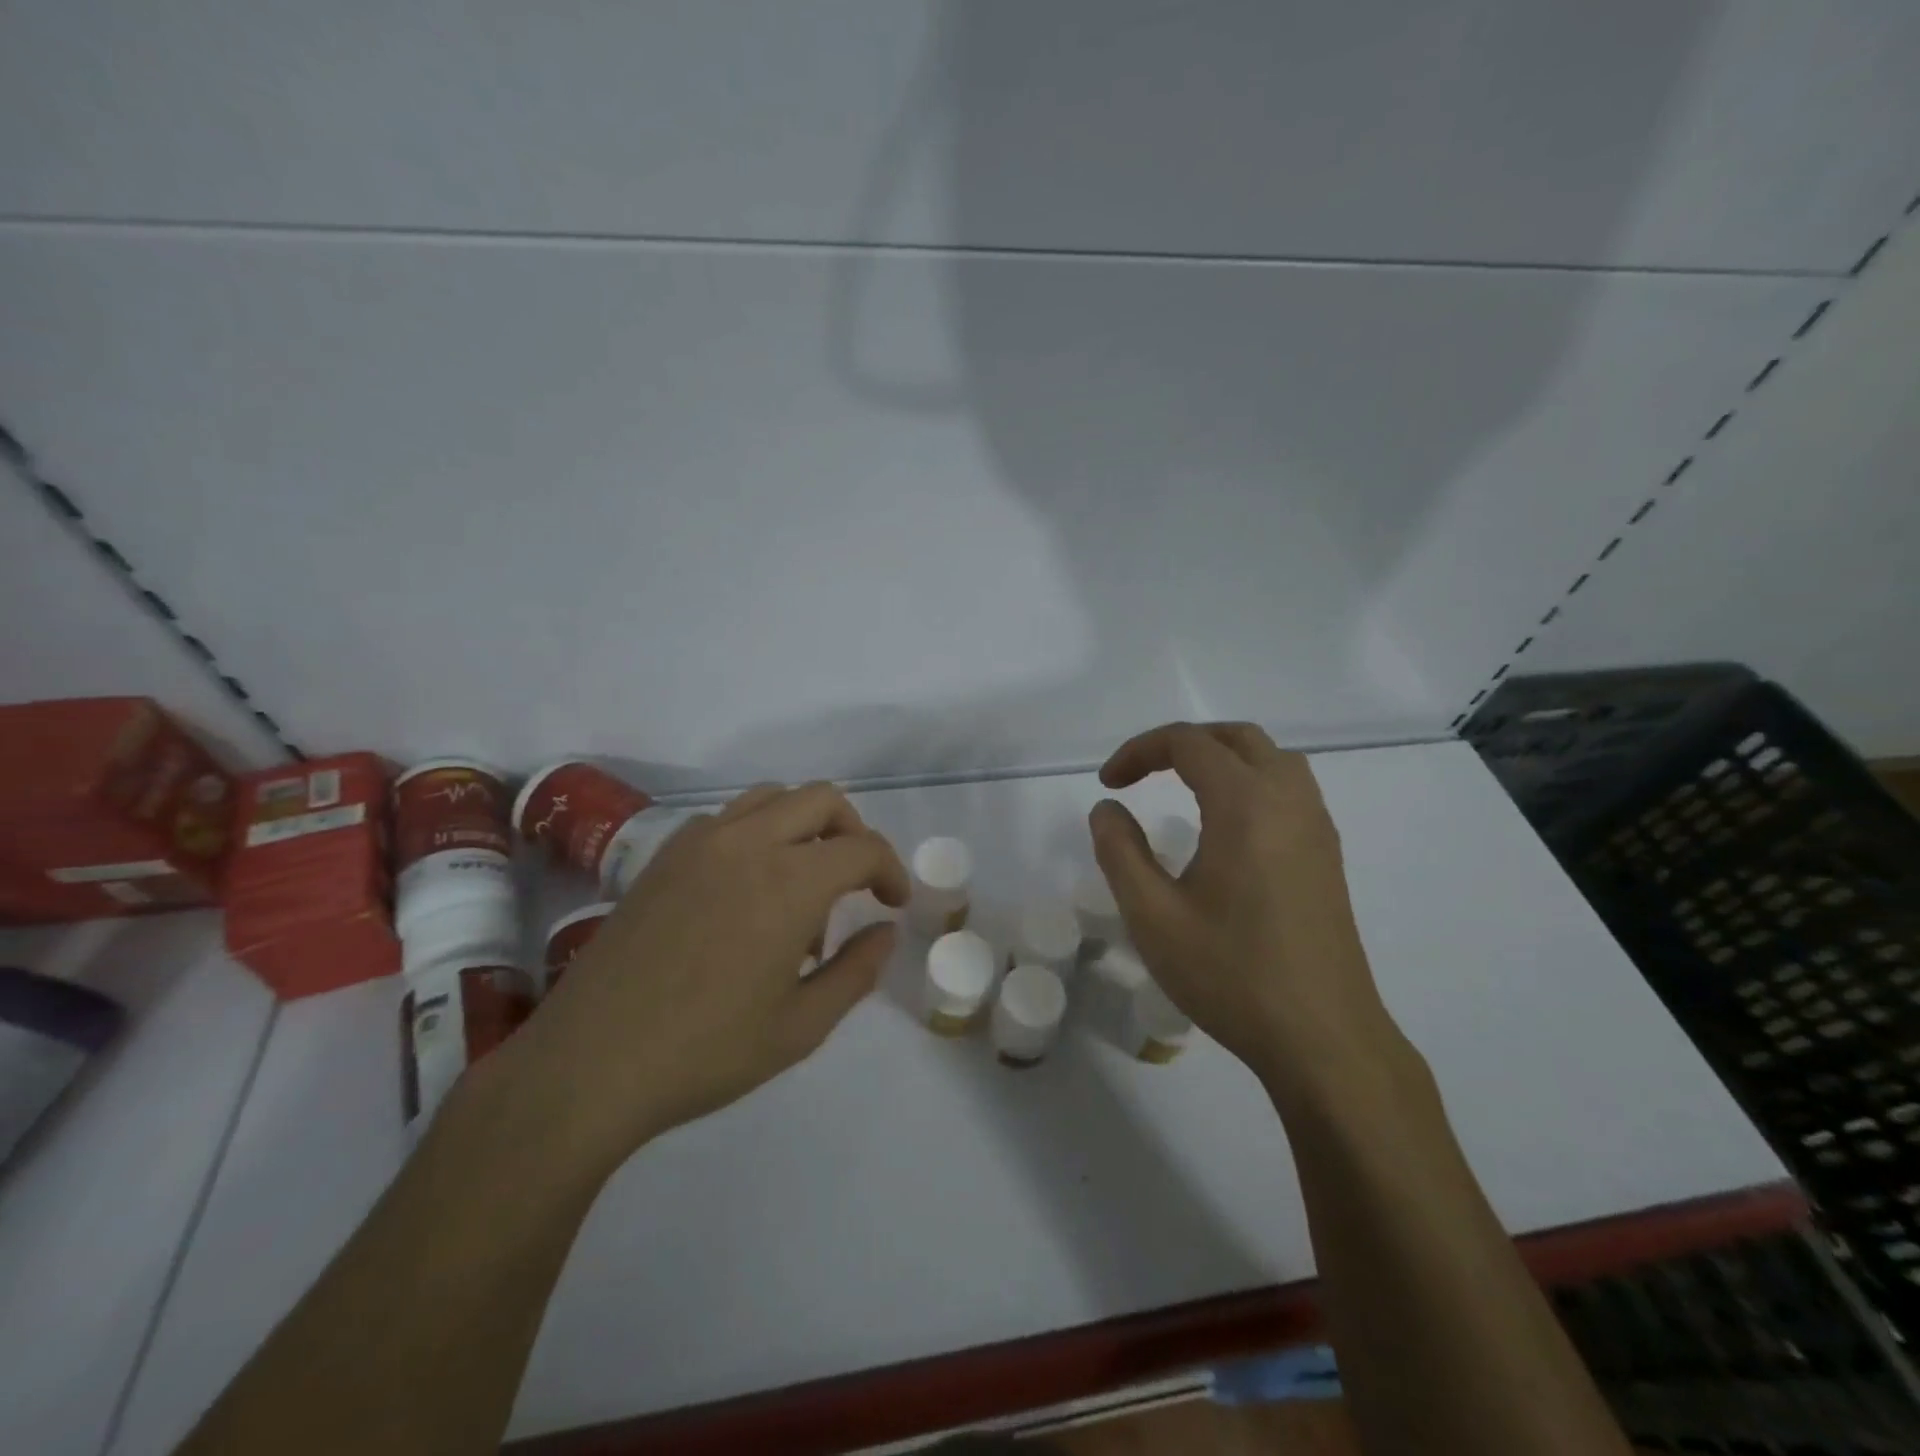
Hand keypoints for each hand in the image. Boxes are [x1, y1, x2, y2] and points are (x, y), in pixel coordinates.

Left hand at [492, 782, 908, 1173]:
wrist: (588, 1064)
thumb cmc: (705, 1052)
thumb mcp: (801, 1026)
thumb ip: (857, 971)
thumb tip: (886, 931)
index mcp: (790, 882)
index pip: (863, 847)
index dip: (891, 871)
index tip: (893, 905)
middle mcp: (749, 843)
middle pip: (822, 799)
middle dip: (854, 833)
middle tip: (856, 883)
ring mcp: (700, 842)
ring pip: (773, 797)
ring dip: (804, 825)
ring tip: (800, 884)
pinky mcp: (664, 854)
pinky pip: (728, 818)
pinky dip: (757, 833)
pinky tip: (746, 890)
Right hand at [1090, 722, 1403, 1102]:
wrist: (1323, 1039)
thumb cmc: (1231, 974)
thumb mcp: (1152, 916)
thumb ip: (1120, 851)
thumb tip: (1107, 809)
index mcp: (1245, 804)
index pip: (1188, 743)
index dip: (1139, 751)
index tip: (1109, 784)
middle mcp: (1289, 800)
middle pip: (1236, 737)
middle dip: (1182, 744)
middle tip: (1141, 775)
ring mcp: (1317, 827)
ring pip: (1271, 758)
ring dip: (1222, 757)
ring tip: (1183, 788)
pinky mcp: (1327, 855)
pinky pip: (1289, 788)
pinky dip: (1250, 781)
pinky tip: (1227, 826)